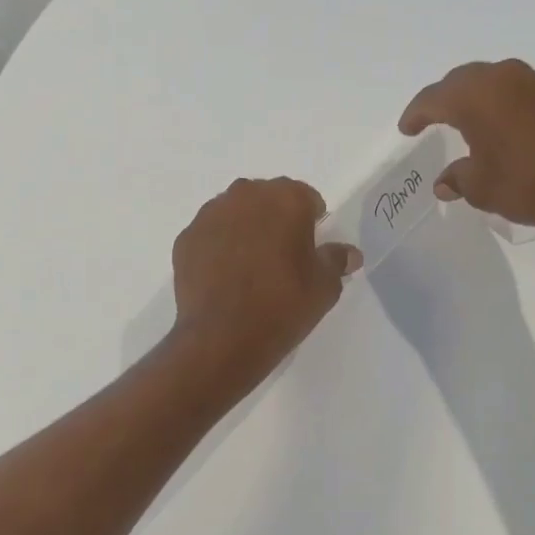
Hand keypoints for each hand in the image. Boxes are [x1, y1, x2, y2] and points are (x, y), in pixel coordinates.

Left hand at [169, 178, 361, 385]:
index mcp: (285, 198)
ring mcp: (210, 215)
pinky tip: (225, 278)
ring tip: (251, 268)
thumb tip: (349, 253)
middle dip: (276, 220)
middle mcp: (245, 196)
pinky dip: (219, 248)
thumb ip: (336, 260)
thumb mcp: (324, 287)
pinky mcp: (186, 239)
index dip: (312, 222)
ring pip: (235, 214)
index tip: (311, 249)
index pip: (306, 198)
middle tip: (282, 257)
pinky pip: (211, 235)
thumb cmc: (283, 305)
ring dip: (245, 231)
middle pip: (267, 200)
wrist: (222, 339)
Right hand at [399, 59, 534, 240]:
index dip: (416, 114)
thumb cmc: (529, 185)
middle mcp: (505, 78)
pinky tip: (511, 131)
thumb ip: (458, 178)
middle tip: (433, 119)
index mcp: (476, 95)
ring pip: (497, 83)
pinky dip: (508, 108)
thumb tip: (444, 182)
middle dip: (445, 99)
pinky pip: (523, 94)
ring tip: (471, 122)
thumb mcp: (483, 188)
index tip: (407, 129)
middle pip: (464, 81)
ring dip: (479, 99)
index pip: (433, 98)